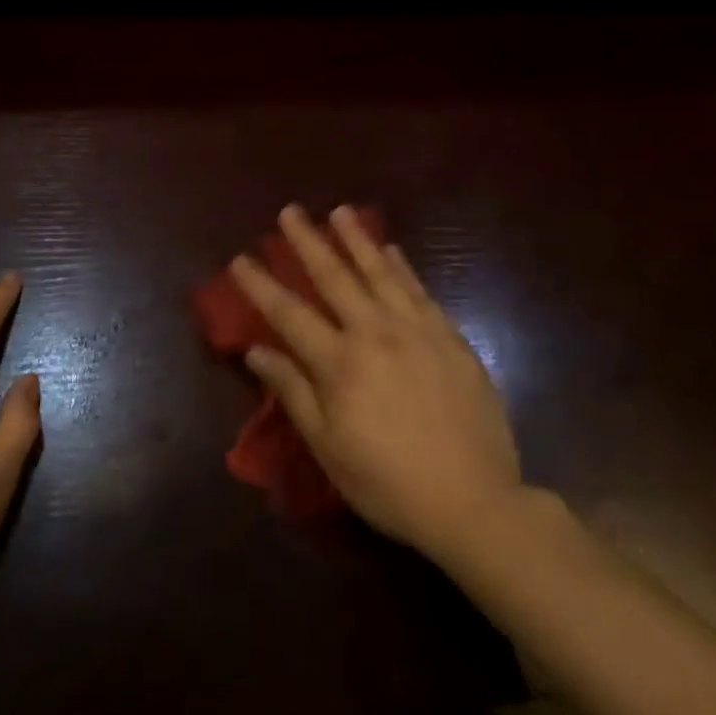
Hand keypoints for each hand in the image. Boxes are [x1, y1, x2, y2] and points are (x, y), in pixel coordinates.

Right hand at [232, 205, 524, 567]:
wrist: (476, 503)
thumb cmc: (389, 483)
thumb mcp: (329, 447)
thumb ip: (293, 392)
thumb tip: (256, 351)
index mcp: (340, 363)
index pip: (289, 313)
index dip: (261, 285)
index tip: (239, 258)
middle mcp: (375, 333)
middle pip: (334, 277)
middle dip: (308, 241)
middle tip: (290, 211)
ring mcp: (416, 330)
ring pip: (380, 271)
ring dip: (356, 238)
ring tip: (340, 211)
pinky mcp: (449, 338)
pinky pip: (419, 290)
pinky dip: (402, 266)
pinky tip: (391, 249)